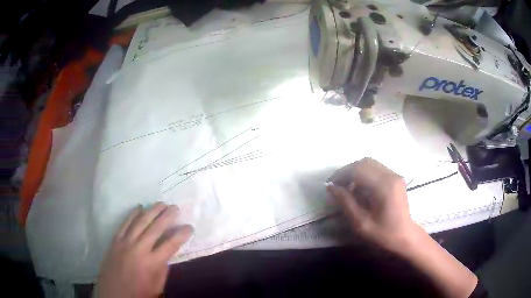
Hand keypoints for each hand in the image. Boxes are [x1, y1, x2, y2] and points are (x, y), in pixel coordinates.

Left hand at [96, 202, 192, 297]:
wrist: (113, 294)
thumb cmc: (137, 293)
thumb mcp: (157, 287)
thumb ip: (163, 270)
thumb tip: (166, 255)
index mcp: (151, 263)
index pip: (170, 245)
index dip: (181, 235)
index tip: (189, 227)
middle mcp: (139, 249)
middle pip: (155, 228)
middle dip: (167, 216)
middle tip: (175, 207)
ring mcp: (125, 242)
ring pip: (140, 222)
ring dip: (152, 211)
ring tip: (161, 203)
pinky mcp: (115, 240)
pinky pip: (125, 223)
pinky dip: (132, 214)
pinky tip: (140, 207)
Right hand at [326, 157, 415, 251]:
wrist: (405, 237)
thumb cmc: (383, 234)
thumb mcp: (361, 223)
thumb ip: (346, 203)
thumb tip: (331, 187)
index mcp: (384, 186)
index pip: (358, 169)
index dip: (341, 174)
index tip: (330, 185)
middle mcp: (391, 175)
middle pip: (364, 162)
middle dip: (347, 171)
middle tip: (337, 186)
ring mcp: (395, 175)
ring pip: (370, 163)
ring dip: (355, 172)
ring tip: (347, 188)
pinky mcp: (396, 178)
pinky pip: (376, 169)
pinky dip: (364, 174)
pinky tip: (360, 189)